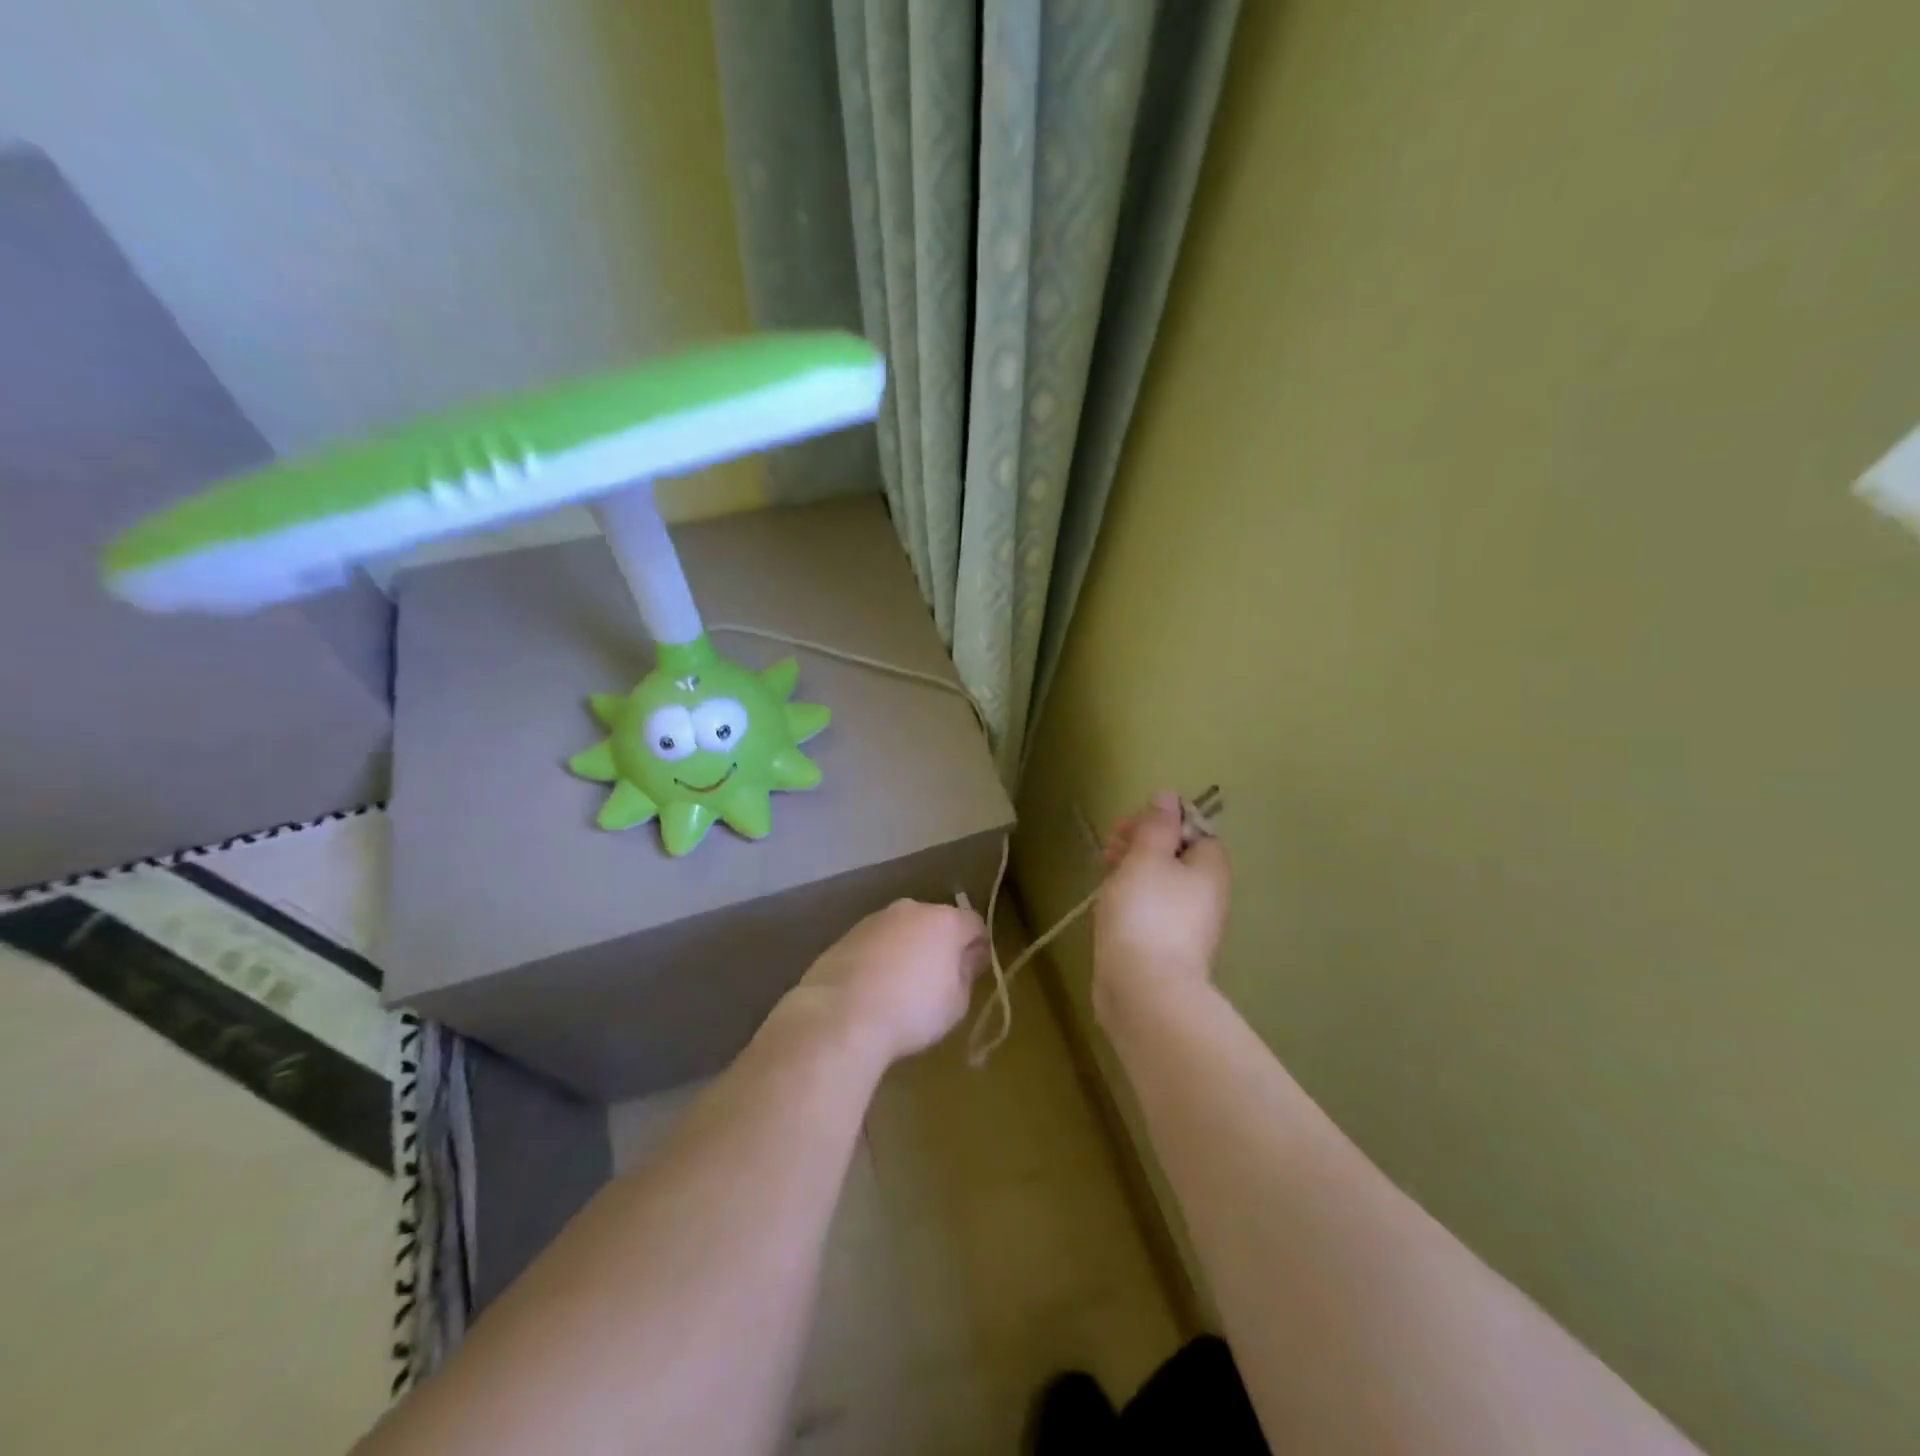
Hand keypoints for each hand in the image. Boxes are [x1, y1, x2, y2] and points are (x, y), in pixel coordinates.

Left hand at [796, 899, 988, 1066]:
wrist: (841, 1015)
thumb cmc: (911, 1011)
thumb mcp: (956, 1002)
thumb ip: (967, 972)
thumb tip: (968, 956)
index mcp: (944, 921)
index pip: (974, 923)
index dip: (978, 946)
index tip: (973, 971)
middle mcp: (911, 910)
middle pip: (936, 922)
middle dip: (940, 944)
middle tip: (937, 980)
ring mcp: (876, 920)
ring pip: (903, 930)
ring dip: (908, 949)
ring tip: (900, 987)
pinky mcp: (847, 935)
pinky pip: (876, 943)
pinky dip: (880, 957)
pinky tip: (873, 988)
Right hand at [1094, 791, 1230, 1023]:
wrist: (1145, 990)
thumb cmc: (1147, 913)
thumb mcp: (1147, 857)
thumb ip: (1157, 825)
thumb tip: (1169, 796)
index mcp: (1210, 868)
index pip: (1193, 829)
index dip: (1160, 822)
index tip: (1126, 828)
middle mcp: (1208, 895)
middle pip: (1177, 856)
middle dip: (1141, 846)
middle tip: (1108, 851)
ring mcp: (1190, 925)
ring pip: (1161, 884)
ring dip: (1132, 872)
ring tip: (1103, 876)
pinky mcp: (1169, 948)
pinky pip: (1153, 911)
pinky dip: (1132, 901)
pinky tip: (1109, 907)